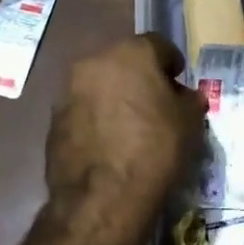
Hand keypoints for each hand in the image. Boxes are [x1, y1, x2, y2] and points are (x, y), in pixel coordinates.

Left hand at [46, 33, 206, 237]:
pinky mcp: (53, 120)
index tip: (179, 83)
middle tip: (156, 103)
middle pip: (124, 61)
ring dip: (115, 97)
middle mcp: (95, 62)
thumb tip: (186, 97)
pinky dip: (96, 119)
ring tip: (131, 126)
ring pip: (100, 85)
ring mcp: (69, 91)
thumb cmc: (155, 149)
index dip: (172, 63)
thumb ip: (190, 100)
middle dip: (140, 77)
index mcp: (131, 53)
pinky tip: (110, 144)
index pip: (158, 45)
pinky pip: (83, 110)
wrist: (102, 199)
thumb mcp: (190, 123)